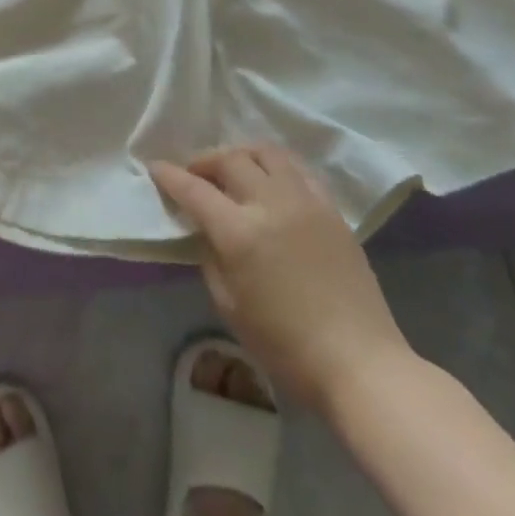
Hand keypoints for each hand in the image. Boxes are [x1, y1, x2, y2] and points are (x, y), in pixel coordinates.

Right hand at [149, 145, 416, 411]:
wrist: (359, 362)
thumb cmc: (285, 345)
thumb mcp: (229, 305)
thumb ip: (210, 257)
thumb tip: (206, 231)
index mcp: (240, 232)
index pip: (194, 189)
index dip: (170, 175)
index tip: (155, 167)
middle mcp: (271, 204)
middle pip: (229, 160)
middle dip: (203, 161)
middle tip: (194, 174)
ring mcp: (305, 202)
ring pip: (266, 153)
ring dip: (241, 154)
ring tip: (232, 170)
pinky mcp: (331, 209)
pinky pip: (298, 169)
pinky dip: (275, 166)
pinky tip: (270, 182)